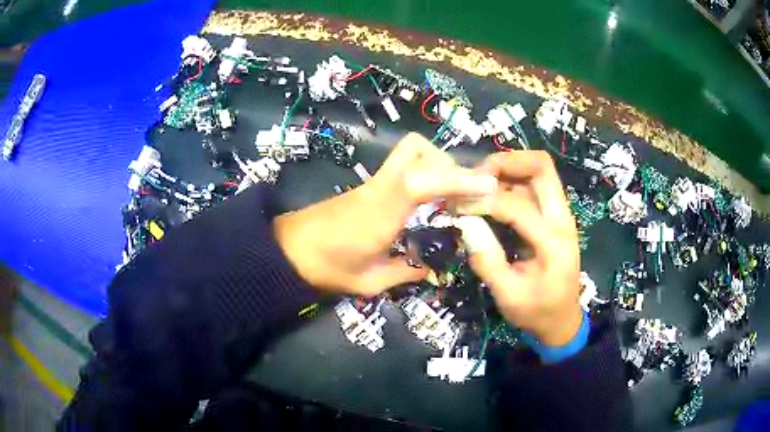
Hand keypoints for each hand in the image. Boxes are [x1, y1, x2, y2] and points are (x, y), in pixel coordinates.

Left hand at [273, 133, 497, 295]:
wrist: (286, 251)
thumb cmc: (325, 268)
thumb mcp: (369, 281)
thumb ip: (406, 271)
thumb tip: (431, 268)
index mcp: (381, 211)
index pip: (423, 181)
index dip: (458, 180)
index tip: (487, 188)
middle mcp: (380, 187)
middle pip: (414, 148)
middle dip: (446, 165)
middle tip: (460, 195)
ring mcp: (372, 183)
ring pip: (408, 152)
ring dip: (435, 167)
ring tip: (447, 198)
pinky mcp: (367, 186)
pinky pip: (402, 167)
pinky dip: (423, 175)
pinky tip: (426, 203)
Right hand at [465, 151, 581, 346]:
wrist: (562, 320)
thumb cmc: (537, 311)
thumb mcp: (509, 296)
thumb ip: (488, 260)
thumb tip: (465, 223)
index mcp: (554, 242)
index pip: (518, 205)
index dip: (485, 201)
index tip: (458, 207)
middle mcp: (562, 218)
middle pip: (541, 167)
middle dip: (505, 162)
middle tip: (475, 176)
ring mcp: (559, 214)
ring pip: (536, 171)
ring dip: (506, 169)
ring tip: (477, 183)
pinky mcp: (551, 216)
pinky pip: (531, 185)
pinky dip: (508, 181)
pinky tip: (488, 195)